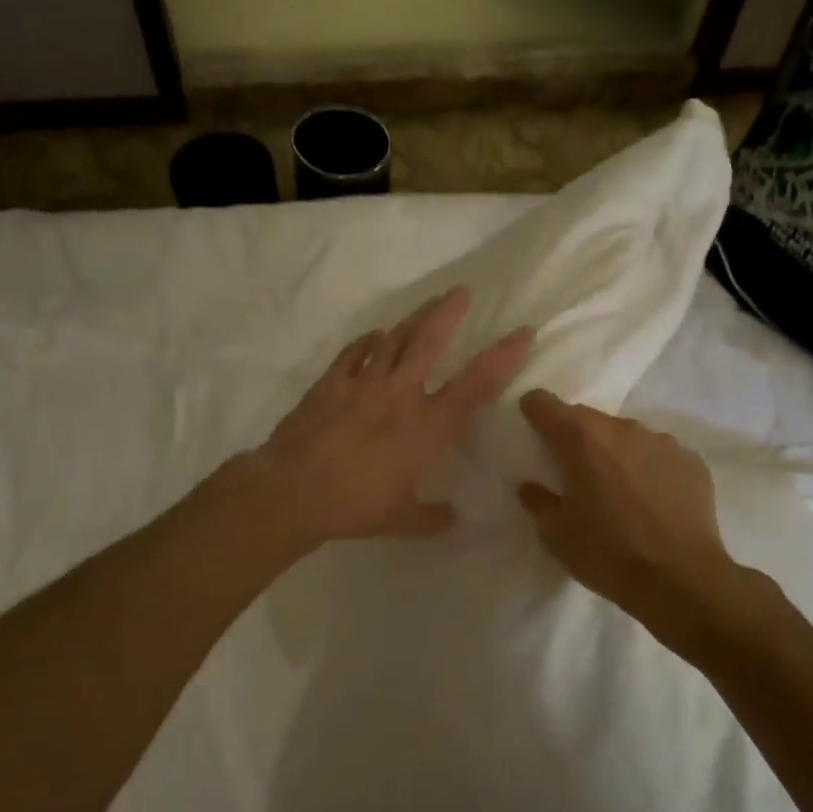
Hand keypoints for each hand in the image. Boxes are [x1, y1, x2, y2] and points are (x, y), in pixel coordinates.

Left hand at [252, 287, 530, 544]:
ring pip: (393, 339)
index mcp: (426, 427)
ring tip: (427, 305)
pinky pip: (354, 353)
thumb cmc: (353, 506)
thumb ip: (431, 518)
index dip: (502, 358)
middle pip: (428, 341)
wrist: (291, 491)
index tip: (521, 332)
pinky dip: (368, 341)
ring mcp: (362, 384)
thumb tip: (453, 519)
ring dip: (413, 319)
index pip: (475, 386)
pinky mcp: (330, 383)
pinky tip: (374, 336)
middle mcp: (399, 395)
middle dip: (448, 313)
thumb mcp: (400, 520)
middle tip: (461, 291)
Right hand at [518, 390, 772, 651]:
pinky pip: (658, 454)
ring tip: (616, 487)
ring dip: (614, 452)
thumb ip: (538, 501)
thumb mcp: (557, 535)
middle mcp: (621, 429)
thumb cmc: (608, 554)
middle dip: (575, 437)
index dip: (534, 411)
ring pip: (625, 435)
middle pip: (587, 419)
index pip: (545, 404)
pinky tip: (650, 498)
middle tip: (572, 469)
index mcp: (581, 439)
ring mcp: (661, 441)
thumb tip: (530, 486)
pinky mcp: (691, 460)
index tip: (530, 425)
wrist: (682, 581)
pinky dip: (648, 467)